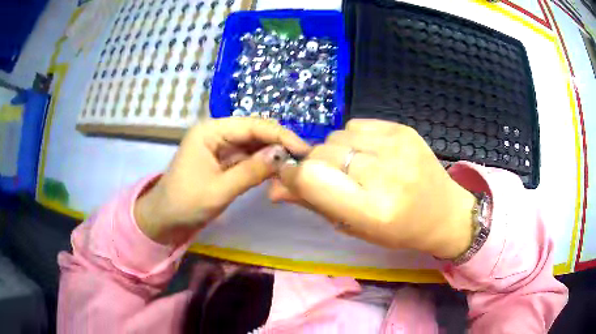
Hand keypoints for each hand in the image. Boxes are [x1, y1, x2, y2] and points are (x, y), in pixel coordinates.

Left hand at [135, 118, 310, 244]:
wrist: (165, 218)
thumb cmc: (186, 203)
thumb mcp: (219, 190)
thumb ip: (251, 171)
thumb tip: (283, 155)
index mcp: (210, 131)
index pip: (252, 125)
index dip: (280, 135)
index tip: (303, 149)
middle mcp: (215, 131)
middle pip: (254, 131)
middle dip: (278, 143)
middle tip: (303, 157)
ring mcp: (219, 144)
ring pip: (252, 143)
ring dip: (272, 153)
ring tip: (295, 164)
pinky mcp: (222, 158)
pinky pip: (246, 156)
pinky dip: (262, 162)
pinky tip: (277, 169)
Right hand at [270, 119, 475, 258]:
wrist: (444, 212)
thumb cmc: (399, 231)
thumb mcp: (354, 227)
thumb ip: (313, 203)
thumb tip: (274, 186)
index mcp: (372, 210)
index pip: (312, 178)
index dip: (293, 175)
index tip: (291, 178)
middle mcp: (386, 174)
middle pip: (322, 153)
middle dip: (315, 165)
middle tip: (332, 179)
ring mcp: (397, 146)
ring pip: (336, 136)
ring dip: (334, 151)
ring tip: (355, 168)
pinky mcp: (403, 129)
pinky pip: (356, 125)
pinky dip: (352, 139)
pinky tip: (369, 154)